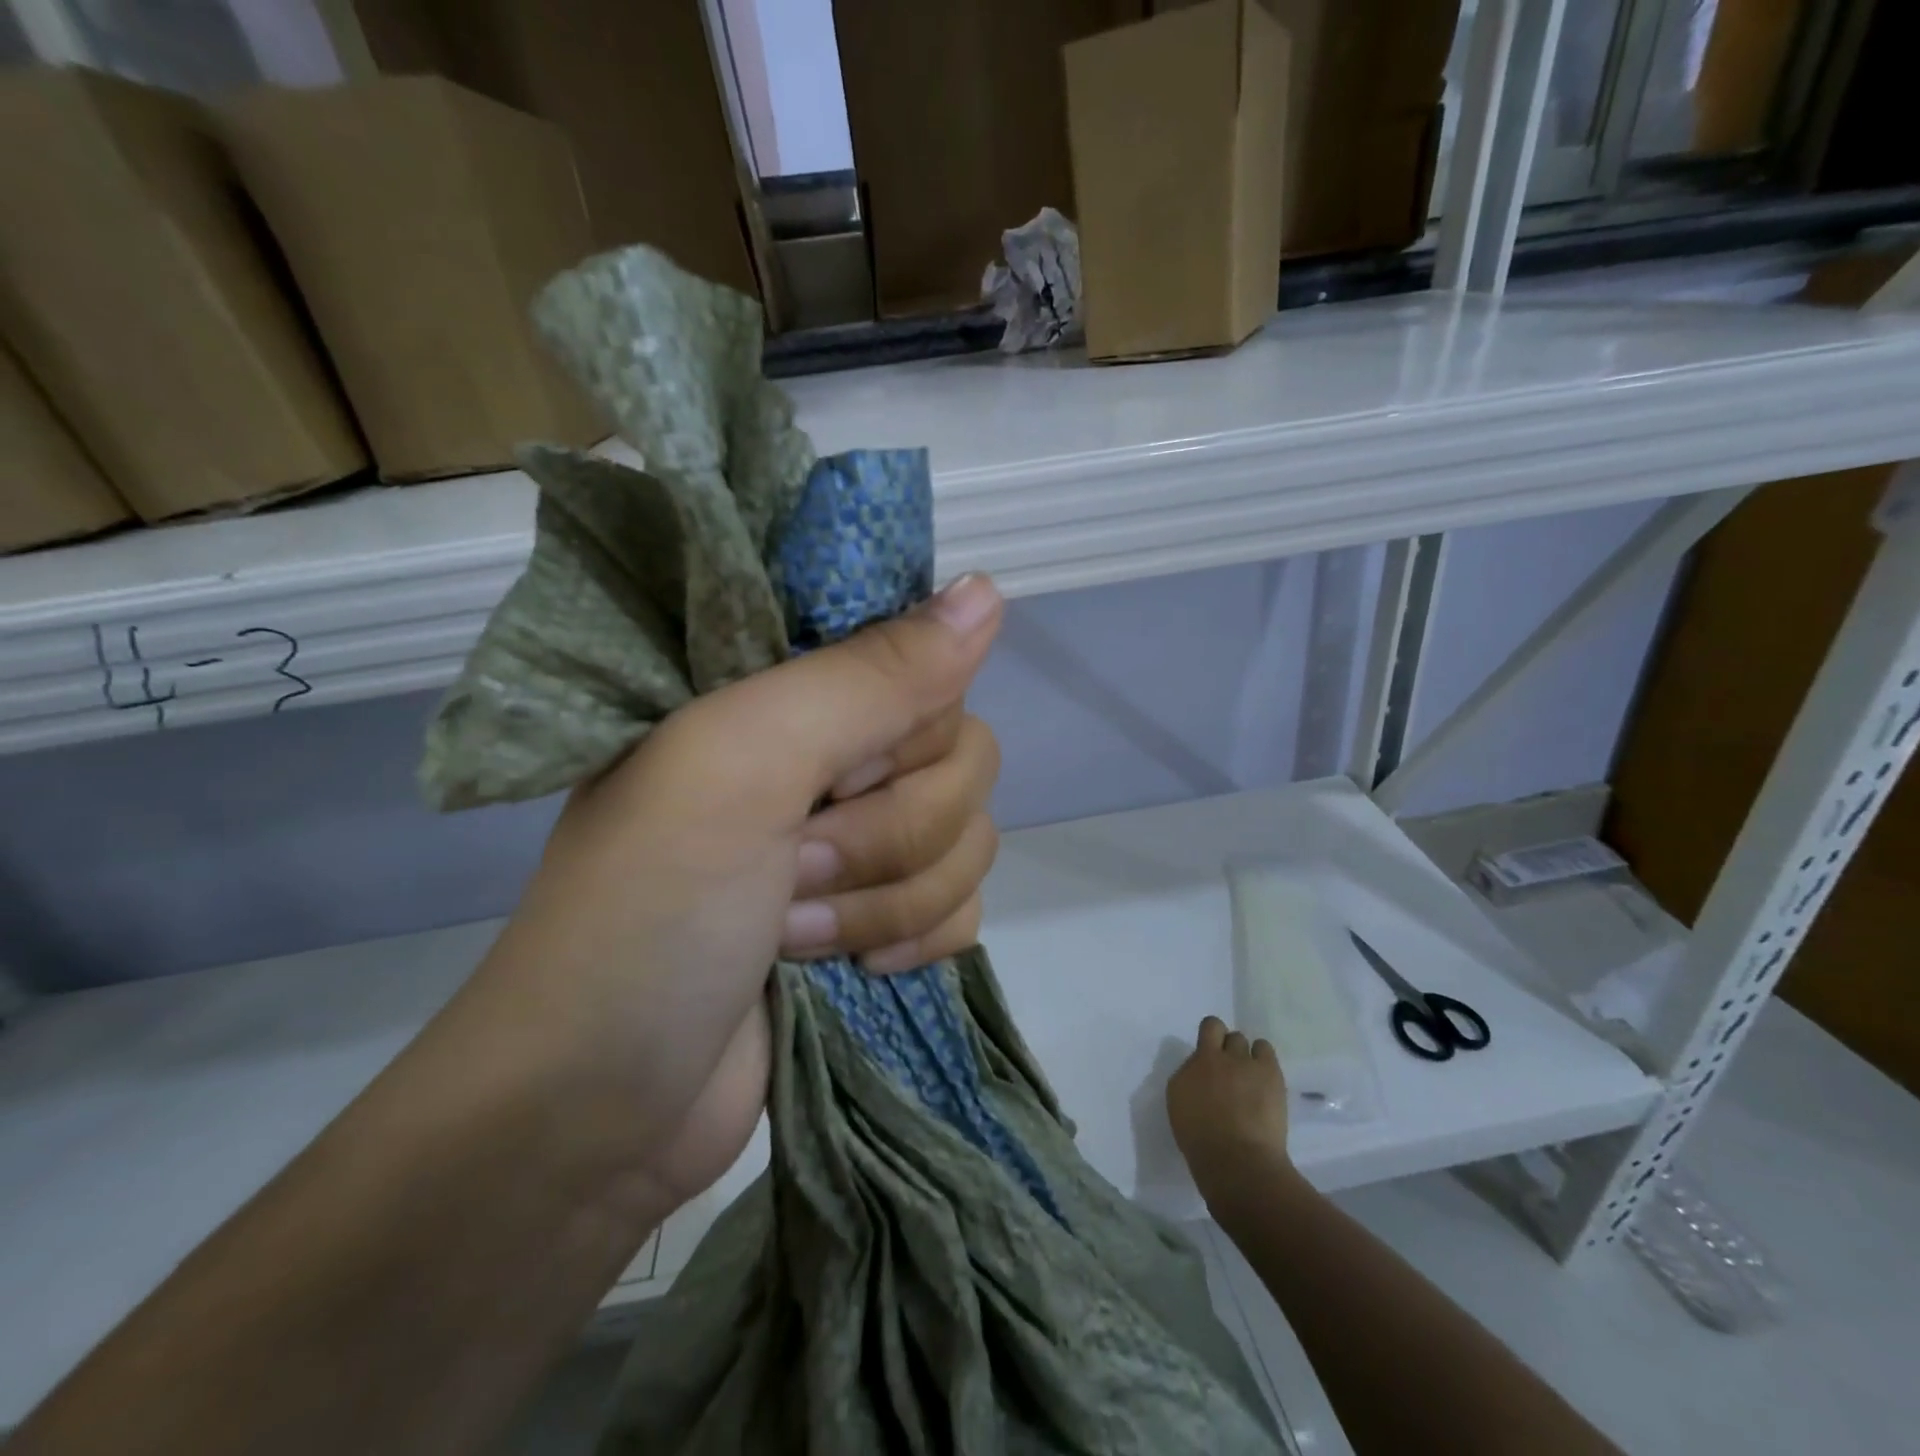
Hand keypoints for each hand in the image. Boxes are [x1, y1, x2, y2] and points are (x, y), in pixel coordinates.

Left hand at [466, 573, 1004, 1224]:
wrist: (602, 1111)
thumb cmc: (653, 913)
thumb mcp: (744, 765)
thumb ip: (870, 676)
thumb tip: (989, 589)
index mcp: (786, 692)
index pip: (921, 659)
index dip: (902, 723)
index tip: (838, 772)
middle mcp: (829, 755)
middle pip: (962, 755)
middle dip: (890, 830)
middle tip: (794, 865)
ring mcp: (858, 842)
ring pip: (970, 836)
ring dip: (890, 897)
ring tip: (794, 932)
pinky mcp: (879, 918)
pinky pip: (966, 903)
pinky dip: (917, 938)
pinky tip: (853, 969)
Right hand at [1166, 1017, 1292, 1206]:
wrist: (1238, 1161)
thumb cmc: (1203, 1145)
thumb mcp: (1182, 1110)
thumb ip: (1191, 1085)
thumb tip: (1202, 1077)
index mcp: (1188, 1070)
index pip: (1198, 1038)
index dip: (1208, 1041)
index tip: (1212, 1058)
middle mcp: (1211, 1058)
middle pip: (1218, 1030)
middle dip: (1223, 1045)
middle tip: (1230, 1067)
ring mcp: (1241, 1061)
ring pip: (1242, 1039)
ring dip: (1243, 1053)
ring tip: (1250, 1074)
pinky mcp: (1267, 1071)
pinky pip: (1264, 1048)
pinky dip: (1262, 1057)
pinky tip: (1264, 1076)